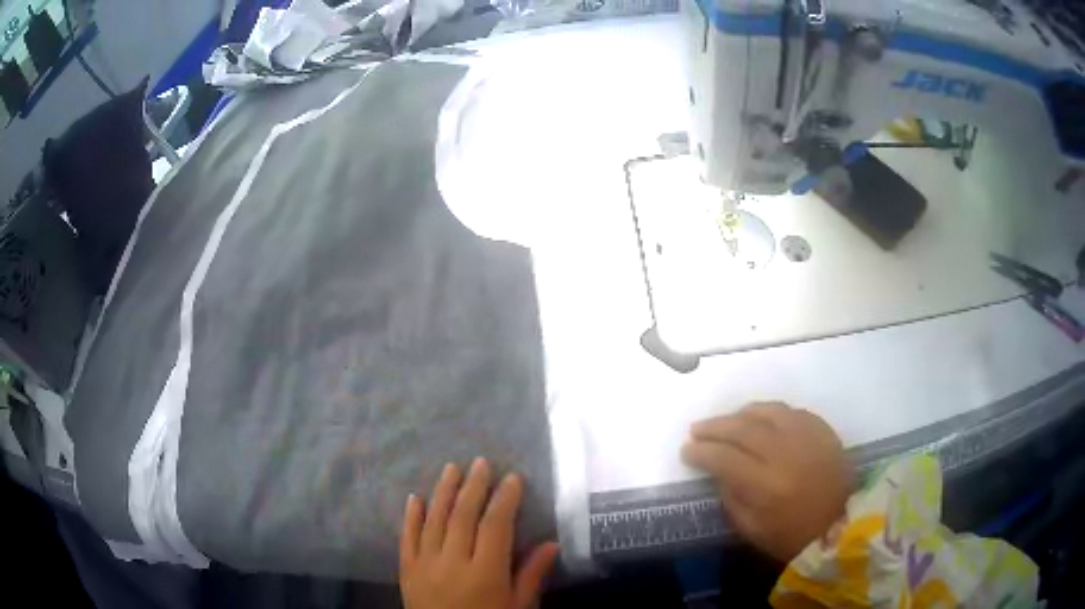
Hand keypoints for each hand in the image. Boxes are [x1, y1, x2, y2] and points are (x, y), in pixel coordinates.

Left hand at [399, 458, 559, 608]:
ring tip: (452, 468)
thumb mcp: (518, 607)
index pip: (495, 526)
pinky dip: (411, 516)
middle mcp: (452, 563)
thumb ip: (531, 576)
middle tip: (481, 462)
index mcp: (485, 573)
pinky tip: (415, 497)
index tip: (512, 478)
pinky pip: (406, 537)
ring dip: (443, 492)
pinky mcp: (406, 570)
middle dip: (474, 486)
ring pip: (434, 520)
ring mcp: (425, 564)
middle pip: (463, 516)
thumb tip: (552, 544)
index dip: (505, 499)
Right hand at [681, 402, 852, 562]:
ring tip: (727, 421)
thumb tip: (717, 470)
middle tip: (697, 429)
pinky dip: (770, 413)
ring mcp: (807, 436)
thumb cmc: (792, 535)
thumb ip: (730, 498)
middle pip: (743, 429)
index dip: (701, 452)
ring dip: (741, 414)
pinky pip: (791, 411)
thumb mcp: (751, 529)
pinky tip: (760, 420)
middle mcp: (786, 453)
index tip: (686, 450)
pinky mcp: (822, 429)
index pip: (724, 458)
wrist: (841, 524)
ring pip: (767, 411)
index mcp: (766, 485)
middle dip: (715, 427)